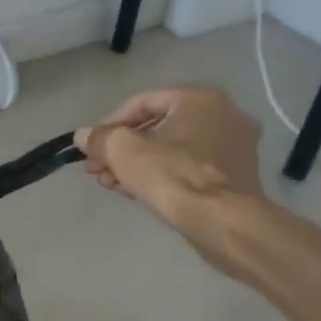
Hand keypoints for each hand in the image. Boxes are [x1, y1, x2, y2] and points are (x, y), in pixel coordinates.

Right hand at [75, 86, 265, 270]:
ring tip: (111, 184)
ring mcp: (235, 148)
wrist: (223, 222)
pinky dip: (162, 176)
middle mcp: (224, 115)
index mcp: (200, 98)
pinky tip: (136, 193)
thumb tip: (83, 136)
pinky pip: (190, 168)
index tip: (92, 147)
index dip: (110, 124)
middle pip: (158, 128)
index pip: (142, 102)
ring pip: (173, 150)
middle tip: (97, 168)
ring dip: (137, 165)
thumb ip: (99, 138)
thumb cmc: (172, 175)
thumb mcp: (123, 151)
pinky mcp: (237, 177)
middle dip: (122, 150)